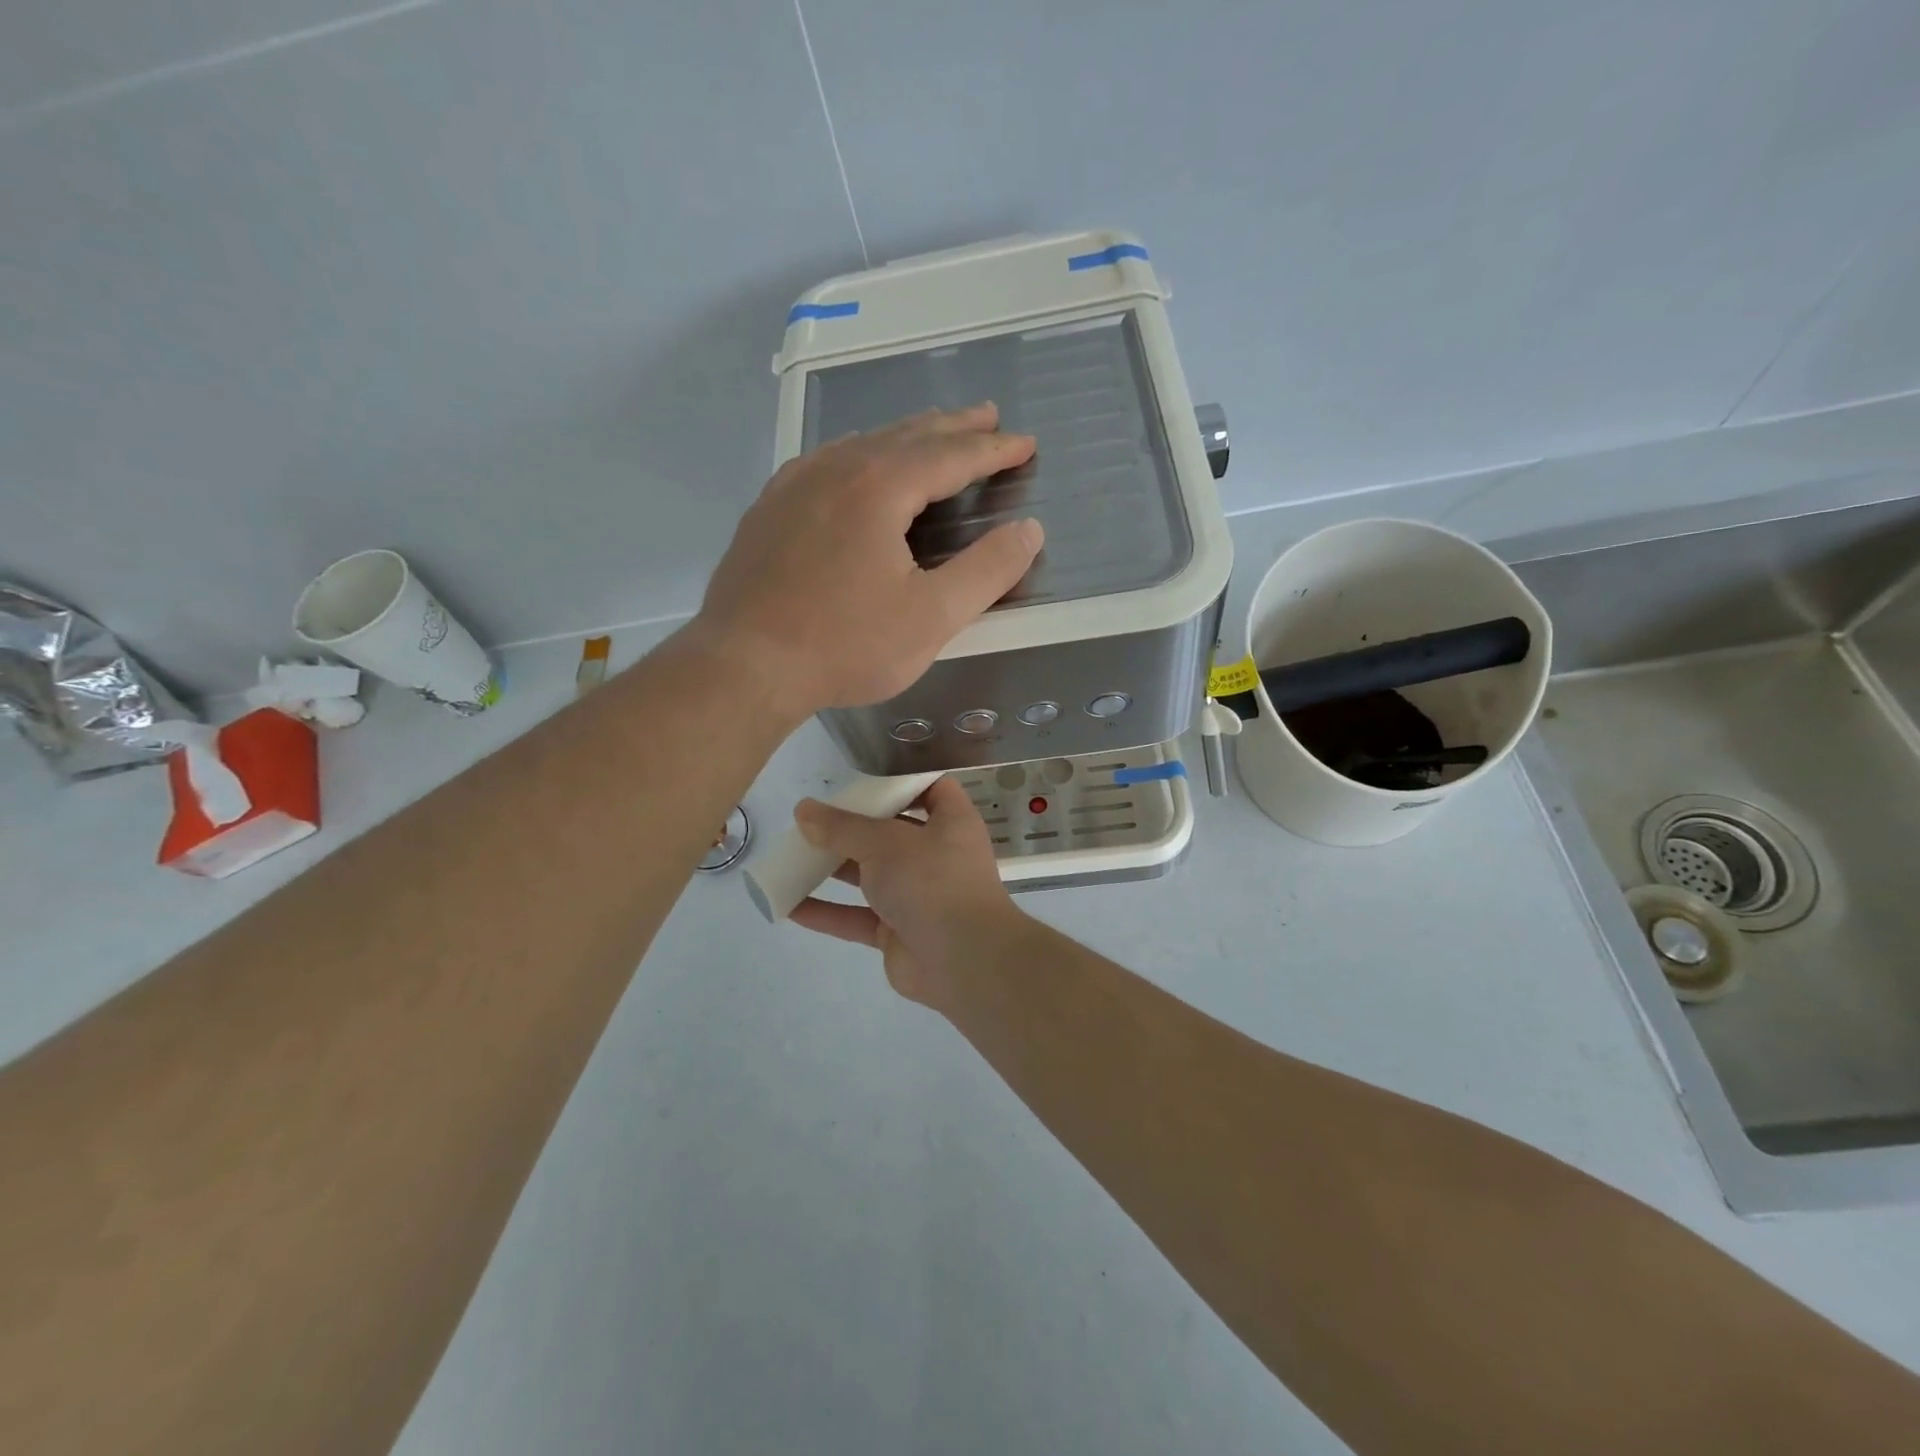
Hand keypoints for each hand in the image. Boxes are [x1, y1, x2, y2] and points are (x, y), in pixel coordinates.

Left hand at [693, 404, 1041, 721]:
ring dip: (905, 436)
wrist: (744, 666)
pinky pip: (824, 463)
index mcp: (878, 486)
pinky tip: (856, 466)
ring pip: (861, 444)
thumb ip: (988, 571)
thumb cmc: (845, 645)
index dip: (993, 449)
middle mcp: (835, 469)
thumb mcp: (932, 617)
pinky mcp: (768, 510)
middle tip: (987, 416)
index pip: (951, 455)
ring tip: (932, 434)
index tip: (1025, 443)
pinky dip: (859, 455)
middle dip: (953, 426)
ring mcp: (794, 486)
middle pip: (906, 436)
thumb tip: (1030, 530)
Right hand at [789, 777, 1028, 1010]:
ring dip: (833, 868)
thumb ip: (842, 828)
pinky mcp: (898, 931)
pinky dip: (827, 911)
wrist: (963, 961)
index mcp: (950, 822)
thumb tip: (804, 810)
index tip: (862, 778)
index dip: (901, 780)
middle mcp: (936, 854)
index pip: (931, 788)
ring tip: (791, 856)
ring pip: (870, 875)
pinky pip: (857, 917)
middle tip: (812, 818)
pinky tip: (790, 905)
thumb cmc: (932, 881)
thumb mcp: (885, 843)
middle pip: (891, 831)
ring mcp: (918, 895)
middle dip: (852, 827)